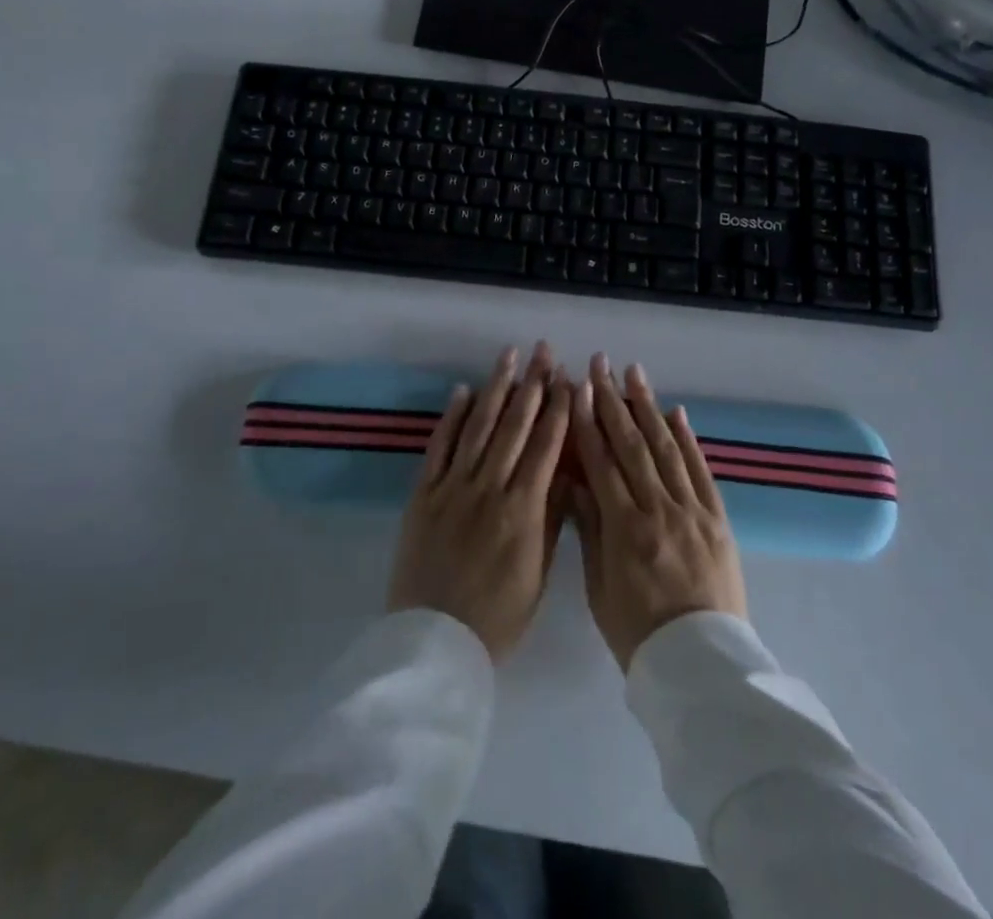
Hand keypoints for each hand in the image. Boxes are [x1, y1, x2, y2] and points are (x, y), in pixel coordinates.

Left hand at [387, 342, 572, 661]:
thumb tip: (567, 472)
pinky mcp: (424, 493)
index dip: (558, 409)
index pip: (546, 446)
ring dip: (495, 388)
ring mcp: (453, 487)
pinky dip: (453, 417)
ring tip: (507, 355)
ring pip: (479, 427)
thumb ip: (552, 518)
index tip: (568, 378)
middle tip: (542, 350)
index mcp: (523, 509)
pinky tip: (463, 391)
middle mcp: (489, 487)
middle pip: (514, 426)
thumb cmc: (498, 616)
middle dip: (532, 384)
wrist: (435, 641)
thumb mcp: (539, 572)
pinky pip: (440, 447)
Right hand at [569, 354, 747, 669]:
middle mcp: (659, 510)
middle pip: (632, 445)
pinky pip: (701, 471)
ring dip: (648, 406)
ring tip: (634, 372)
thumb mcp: (599, 588)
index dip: (586, 422)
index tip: (575, 388)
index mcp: (625, 529)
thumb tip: (574, 481)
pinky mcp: (717, 519)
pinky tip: (676, 413)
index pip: (601, 462)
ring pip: (666, 448)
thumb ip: (590, 529)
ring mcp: (692, 511)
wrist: (701, 664)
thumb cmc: (638, 633)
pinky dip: (688, 439)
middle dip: (612, 400)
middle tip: (600, 364)